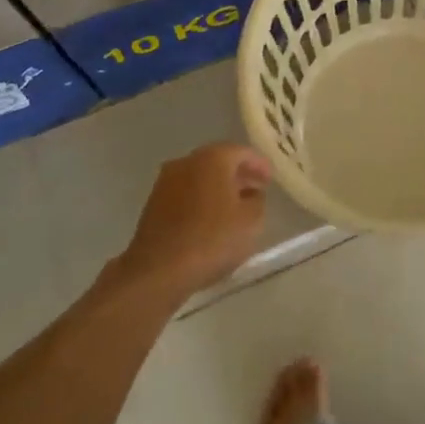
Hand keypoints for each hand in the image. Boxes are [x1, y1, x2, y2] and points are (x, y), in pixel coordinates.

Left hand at [113, 143, 270, 303]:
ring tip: (235, 207)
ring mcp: (166, 182)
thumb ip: (258, 201)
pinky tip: (211, 220)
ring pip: (200, 178)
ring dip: (219, 188)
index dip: (259, 165)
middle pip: (218, 162)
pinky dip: (201, 200)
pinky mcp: (153, 204)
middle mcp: (186, 162)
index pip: (242, 152)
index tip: (271, 179)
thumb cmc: (211, 239)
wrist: (158, 271)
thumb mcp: (251, 221)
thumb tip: (252, 195)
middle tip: (256, 190)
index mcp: (212, 158)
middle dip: (238, 175)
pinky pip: (186, 194)